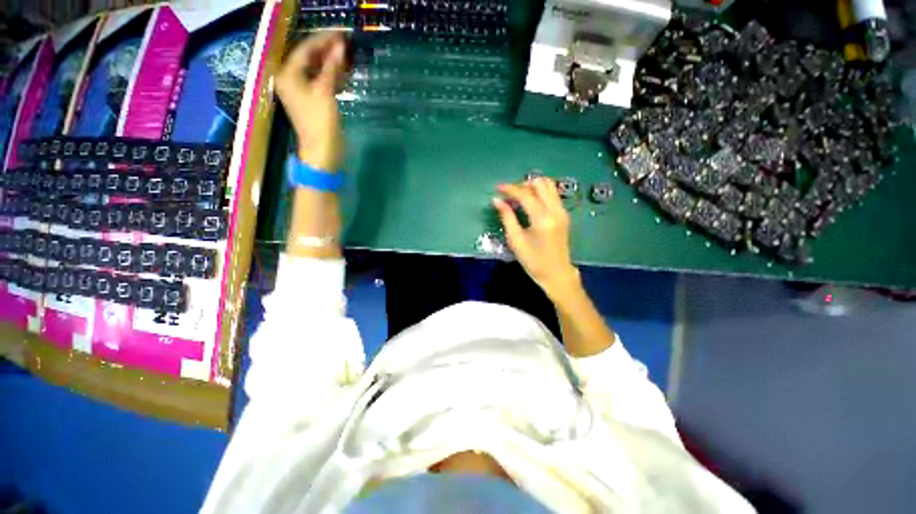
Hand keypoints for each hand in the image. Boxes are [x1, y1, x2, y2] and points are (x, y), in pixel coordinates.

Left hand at [274, 32, 347, 169]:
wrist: (322, 150)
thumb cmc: (320, 121)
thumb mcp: (325, 91)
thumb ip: (331, 67)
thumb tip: (340, 46)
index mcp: (288, 74)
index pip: (304, 49)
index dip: (323, 40)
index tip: (340, 34)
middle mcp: (291, 79)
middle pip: (309, 58)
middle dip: (326, 51)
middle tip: (344, 43)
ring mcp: (301, 91)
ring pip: (316, 70)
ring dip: (330, 63)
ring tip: (345, 55)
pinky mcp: (312, 100)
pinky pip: (320, 81)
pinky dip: (331, 76)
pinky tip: (342, 72)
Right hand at [493, 178, 580, 298]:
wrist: (556, 273)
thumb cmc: (533, 260)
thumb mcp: (516, 240)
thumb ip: (507, 217)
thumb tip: (496, 200)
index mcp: (542, 218)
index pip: (525, 194)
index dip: (510, 189)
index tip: (497, 188)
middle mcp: (555, 210)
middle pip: (540, 184)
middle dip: (523, 184)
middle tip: (510, 194)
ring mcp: (562, 211)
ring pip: (549, 186)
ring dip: (533, 186)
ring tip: (519, 196)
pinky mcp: (564, 214)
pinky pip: (553, 194)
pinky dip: (540, 192)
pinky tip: (530, 202)